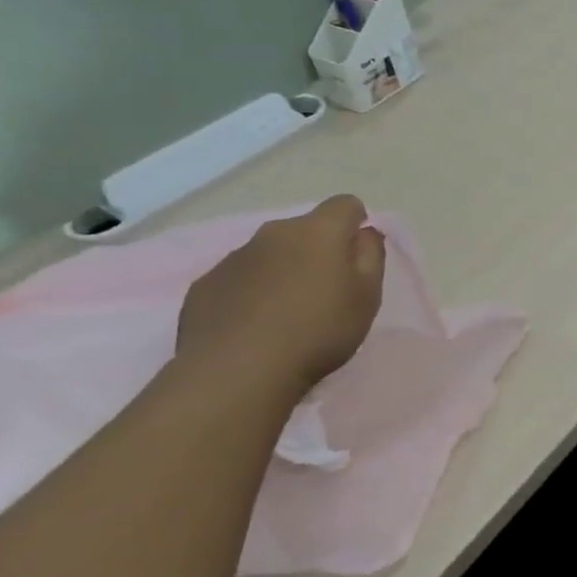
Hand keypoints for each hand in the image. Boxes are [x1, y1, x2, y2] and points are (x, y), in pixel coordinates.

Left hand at [176, 195, 386, 395]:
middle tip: (327, 290)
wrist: (237, 372)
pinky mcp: (205, 285)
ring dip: (284, 271)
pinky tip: (255, 326)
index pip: (345, 205)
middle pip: (305, 229)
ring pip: (270, 253)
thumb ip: (371, 256)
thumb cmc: (319, 330)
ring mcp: (234, 258)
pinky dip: (252, 292)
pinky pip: (239, 278)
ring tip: (289, 313)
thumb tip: (364, 233)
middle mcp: (273, 233)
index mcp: (318, 231)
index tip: (358, 255)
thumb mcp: (367, 296)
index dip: (356, 223)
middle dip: (318, 250)